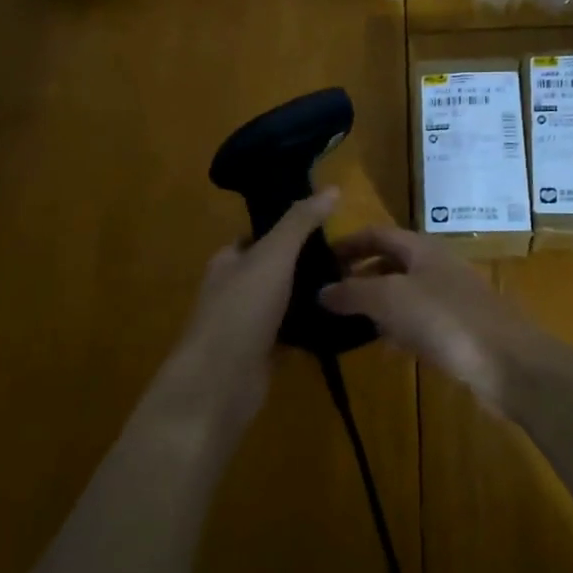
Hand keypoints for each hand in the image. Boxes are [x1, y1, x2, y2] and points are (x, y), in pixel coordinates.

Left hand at [157, 189, 340, 431]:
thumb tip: (331, 188)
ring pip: (285, 302)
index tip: (329, 226)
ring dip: (312, 296)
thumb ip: (300, 222)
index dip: (290, 229)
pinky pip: (292, 334)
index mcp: (229, 261)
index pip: (260, 236)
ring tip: (353, 285)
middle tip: (350, 258)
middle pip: (276, 269)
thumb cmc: (241, 311)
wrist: (219, 384)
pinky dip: (312, 328)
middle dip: (307, 264)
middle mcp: (235, 289)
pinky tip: (341, 322)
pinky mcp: (262, 354)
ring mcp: (247, 324)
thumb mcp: (273, 256)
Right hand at [320, 227, 547, 410]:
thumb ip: (352, 292)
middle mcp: (436, 267)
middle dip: (359, 275)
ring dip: (377, 305)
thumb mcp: (390, 299)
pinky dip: (399, 329)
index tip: (319, 260)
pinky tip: (385, 347)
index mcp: (421, 248)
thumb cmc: (445, 319)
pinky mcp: (459, 331)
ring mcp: (451, 299)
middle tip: (327, 296)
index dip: (348, 243)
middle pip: (391, 263)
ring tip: (345, 322)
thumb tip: (321, 291)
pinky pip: (420, 323)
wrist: (508, 362)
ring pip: (404, 294)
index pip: (378, 234)